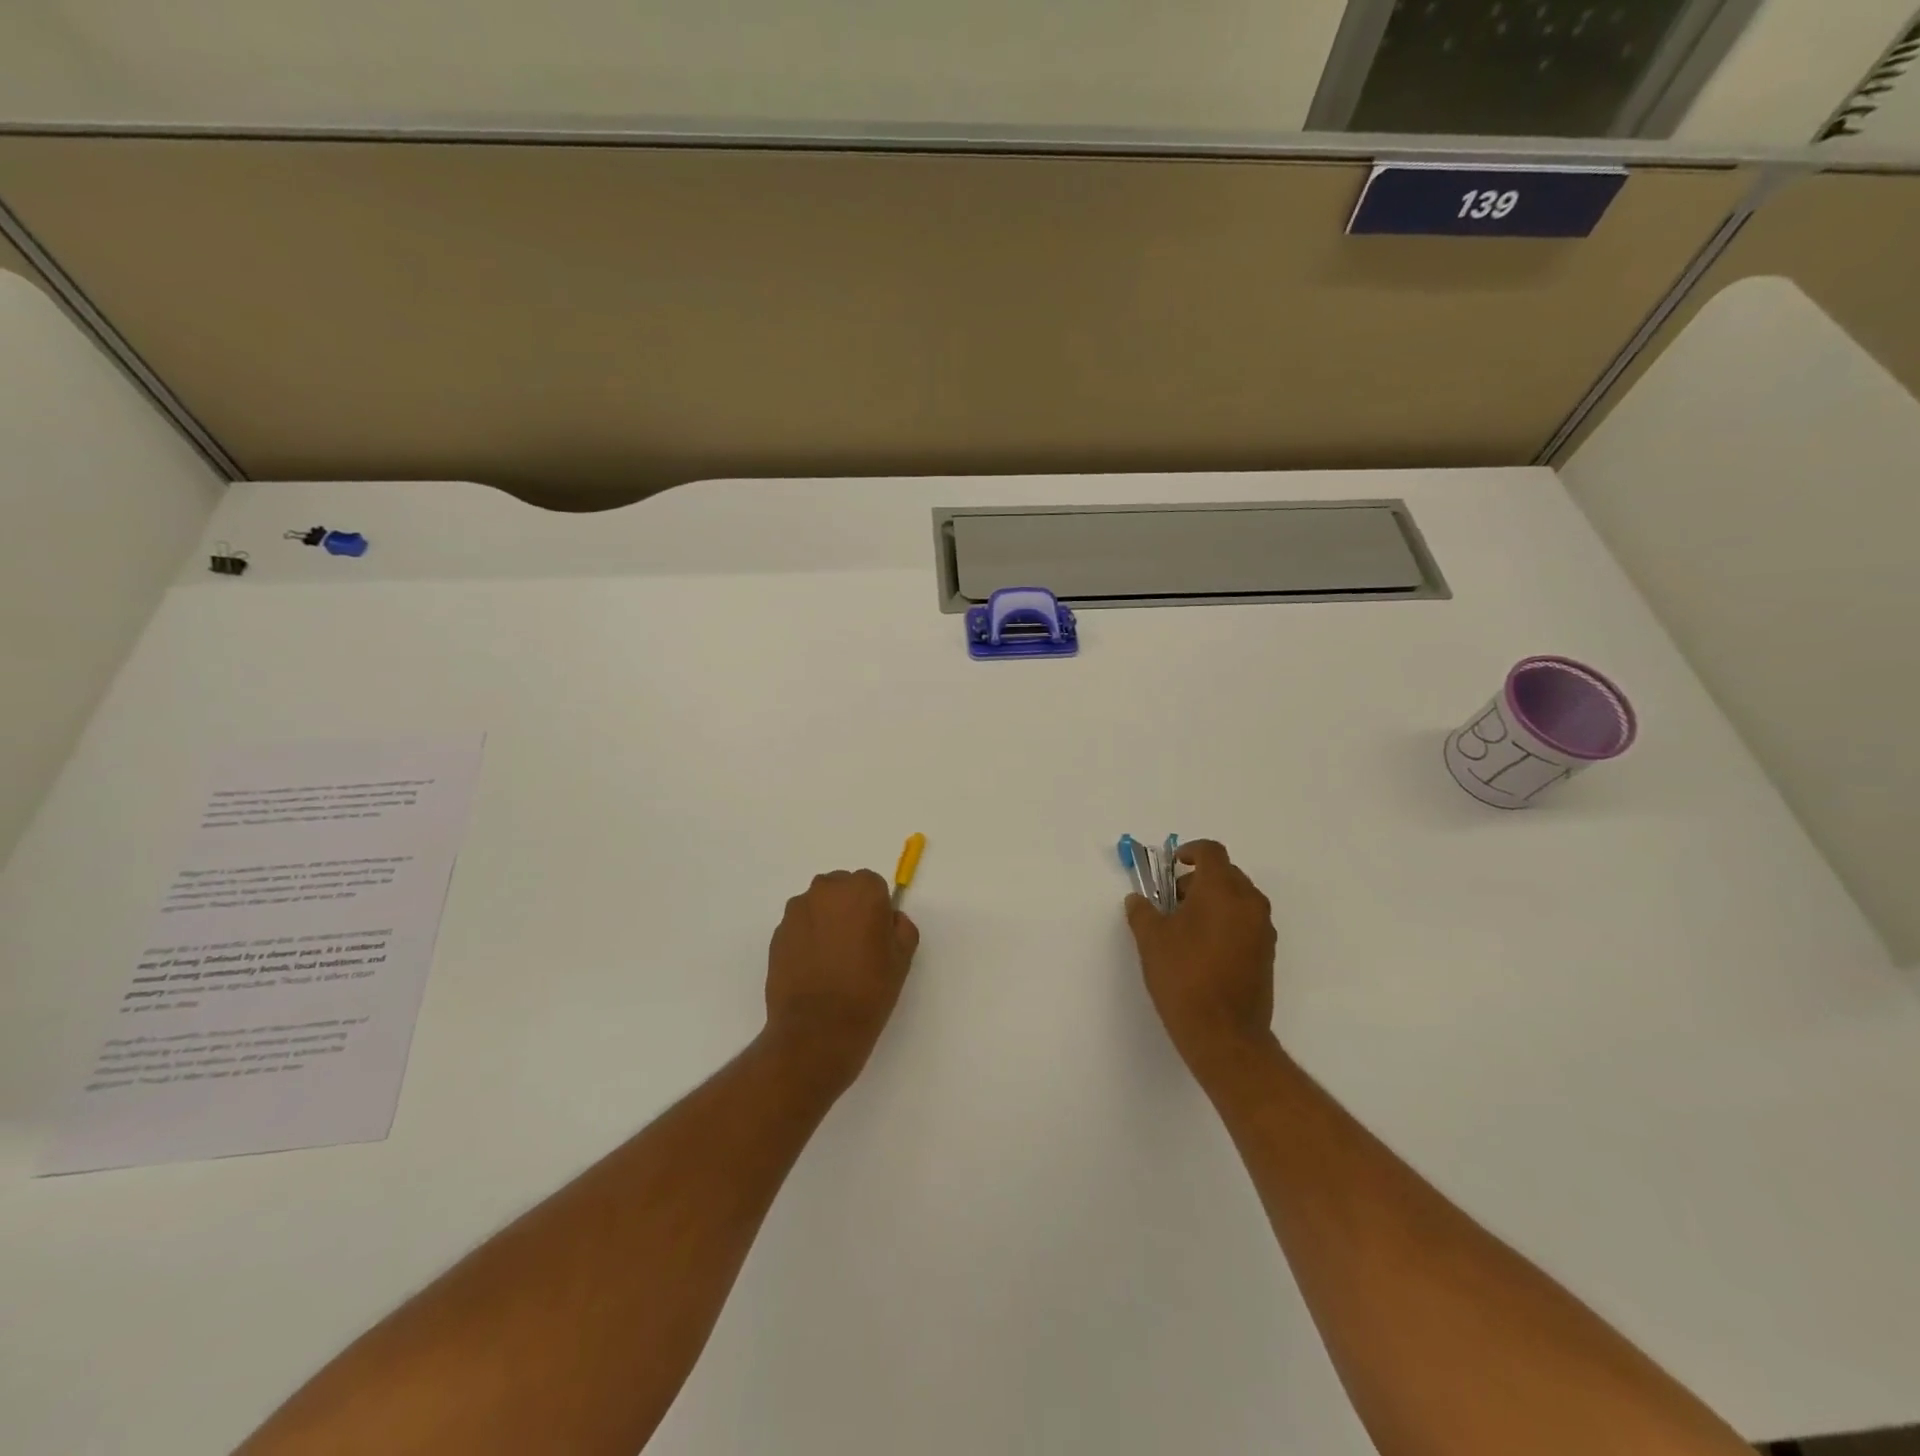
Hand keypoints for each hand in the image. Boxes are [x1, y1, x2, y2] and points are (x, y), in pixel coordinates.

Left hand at [763, 869, 919, 1095]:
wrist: (817, 1028)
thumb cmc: (868, 989)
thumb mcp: (902, 958)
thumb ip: (902, 927)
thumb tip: (889, 920)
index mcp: (862, 889)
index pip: (873, 885)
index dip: (877, 910)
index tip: (877, 936)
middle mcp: (826, 890)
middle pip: (842, 889)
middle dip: (848, 909)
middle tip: (856, 946)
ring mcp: (797, 910)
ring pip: (818, 906)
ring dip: (825, 921)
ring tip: (832, 960)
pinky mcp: (777, 933)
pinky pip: (799, 927)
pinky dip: (806, 938)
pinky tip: (814, 969)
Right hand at [1125, 840, 1277, 1082]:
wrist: (1224, 1034)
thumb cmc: (1184, 977)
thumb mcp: (1151, 940)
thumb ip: (1142, 912)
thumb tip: (1138, 900)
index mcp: (1222, 891)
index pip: (1211, 852)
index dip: (1190, 852)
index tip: (1172, 866)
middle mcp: (1249, 903)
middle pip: (1226, 873)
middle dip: (1199, 879)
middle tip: (1172, 900)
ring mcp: (1263, 929)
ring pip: (1238, 898)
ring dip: (1213, 900)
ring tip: (1185, 926)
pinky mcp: (1267, 953)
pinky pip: (1246, 921)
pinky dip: (1226, 920)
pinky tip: (1203, 947)